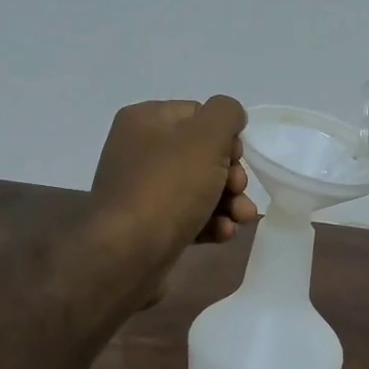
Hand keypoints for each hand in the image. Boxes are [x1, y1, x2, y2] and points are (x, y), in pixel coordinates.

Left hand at [89, 98, 259, 292]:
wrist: (128, 254)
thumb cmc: (168, 187)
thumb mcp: (206, 137)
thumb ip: (225, 113)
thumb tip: (230, 117)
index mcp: (144, 120)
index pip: (198, 115)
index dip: (225, 136)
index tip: (237, 158)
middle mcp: (139, 151)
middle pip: (202, 154)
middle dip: (231, 175)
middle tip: (238, 190)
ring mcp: (142, 191)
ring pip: (199, 188)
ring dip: (227, 202)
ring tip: (240, 218)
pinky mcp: (149, 226)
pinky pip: (187, 216)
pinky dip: (209, 223)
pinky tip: (223, 234)